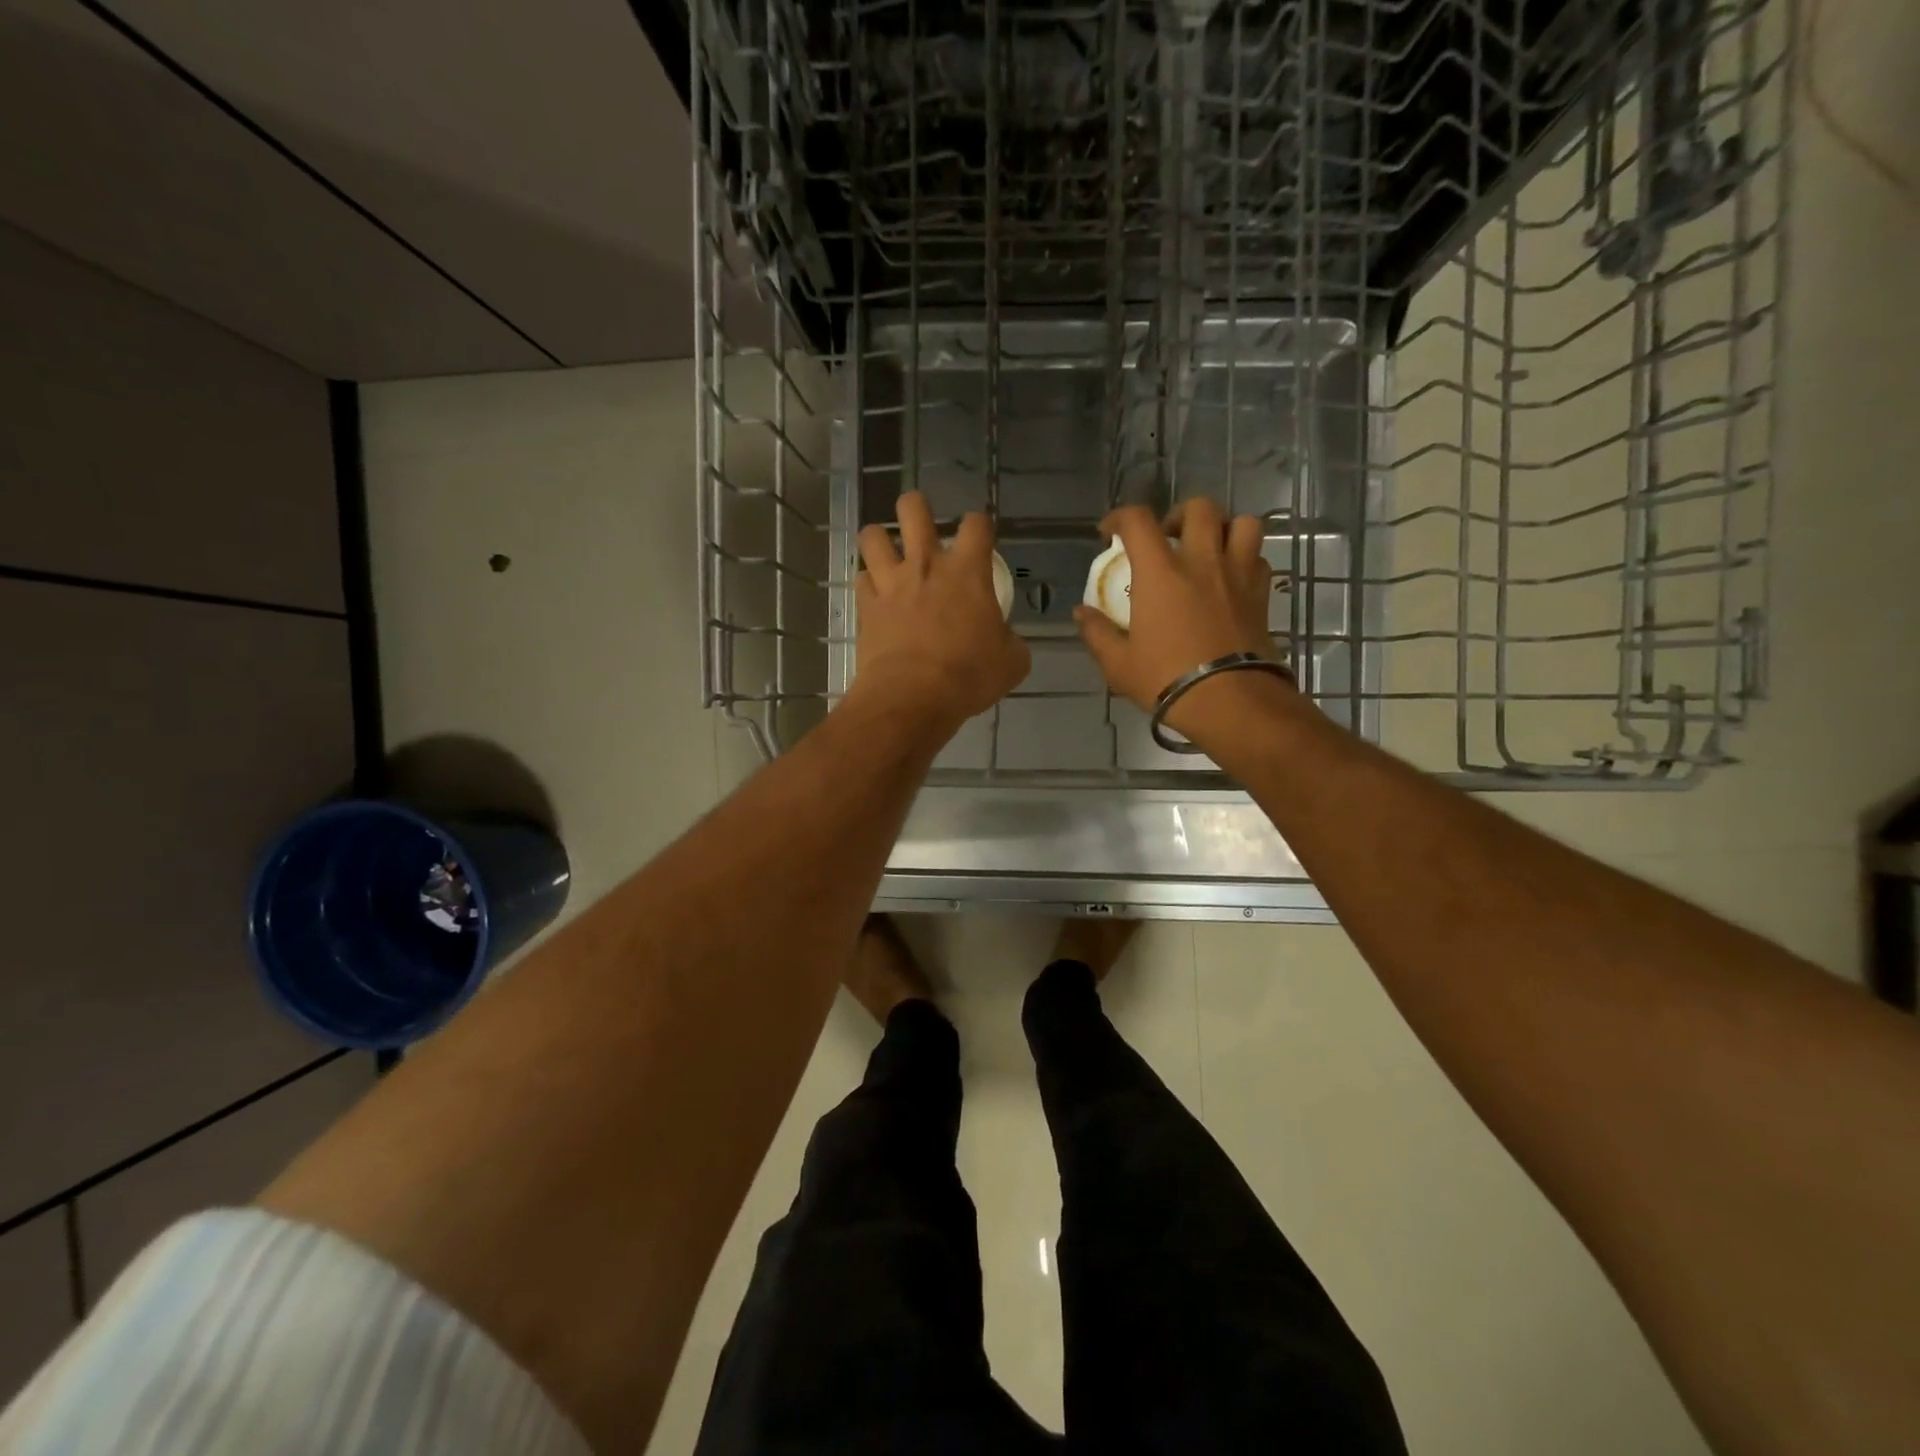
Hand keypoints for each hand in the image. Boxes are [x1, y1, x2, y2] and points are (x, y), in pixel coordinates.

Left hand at [851, 492, 1029, 736]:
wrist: (913, 697)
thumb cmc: (969, 676)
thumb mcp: (1011, 662)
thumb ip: (1009, 640)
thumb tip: (1005, 639)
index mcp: (967, 571)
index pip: (977, 523)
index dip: (979, 523)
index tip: (979, 535)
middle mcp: (926, 565)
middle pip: (913, 508)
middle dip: (917, 507)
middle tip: (922, 526)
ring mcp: (891, 582)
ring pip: (873, 535)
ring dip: (880, 539)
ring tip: (888, 554)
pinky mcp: (866, 606)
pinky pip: (861, 579)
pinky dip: (868, 584)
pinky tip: (877, 595)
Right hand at [1072, 499, 1291, 740]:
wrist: (1230, 701)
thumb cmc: (1167, 679)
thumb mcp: (1119, 664)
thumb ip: (1097, 633)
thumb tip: (1080, 614)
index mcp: (1161, 572)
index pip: (1138, 521)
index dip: (1120, 517)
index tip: (1110, 534)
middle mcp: (1202, 562)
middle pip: (1200, 508)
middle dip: (1179, 515)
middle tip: (1168, 539)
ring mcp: (1238, 575)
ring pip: (1243, 523)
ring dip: (1224, 528)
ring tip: (1209, 550)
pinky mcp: (1262, 595)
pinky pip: (1259, 558)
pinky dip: (1246, 559)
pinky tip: (1231, 580)